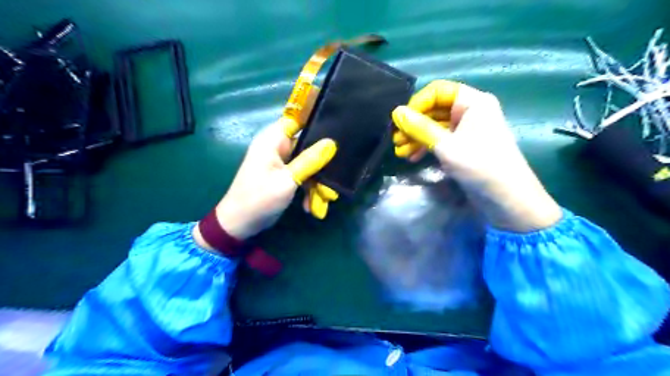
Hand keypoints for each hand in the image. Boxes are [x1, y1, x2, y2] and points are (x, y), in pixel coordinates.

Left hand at [196, 116, 334, 242]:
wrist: (240, 225)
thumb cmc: (259, 198)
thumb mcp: (288, 180)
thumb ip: (310, 161)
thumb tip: (331, 143)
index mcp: (273, 140)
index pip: (298, 119)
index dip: (317, 120)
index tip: (338, 128)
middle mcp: (278, 147)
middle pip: (308, 144)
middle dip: (322, 163)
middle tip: (336, 176)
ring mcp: (282, 162)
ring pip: (308, 164)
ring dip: (317, 182)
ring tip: (325, 199)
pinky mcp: (284, 176)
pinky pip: (303, 176)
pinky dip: (308, 189)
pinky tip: (311, 206)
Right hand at [393, 79, 560, 232]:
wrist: (507, 199)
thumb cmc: (479, 166)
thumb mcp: (446, 146)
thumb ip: (420, 127)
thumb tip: (396, 112)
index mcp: (473, 102)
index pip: (438, 91)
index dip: (417, 104)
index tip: (400, 121)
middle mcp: (470, 111)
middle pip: (434, 109)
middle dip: (413, 125)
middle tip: (396, 141)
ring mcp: (467, 130)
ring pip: (435, 126)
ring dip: (416, 138)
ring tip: (400, 153)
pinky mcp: (464, 146)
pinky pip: (441, 140)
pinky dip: (426, 146)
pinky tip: (413, 157)